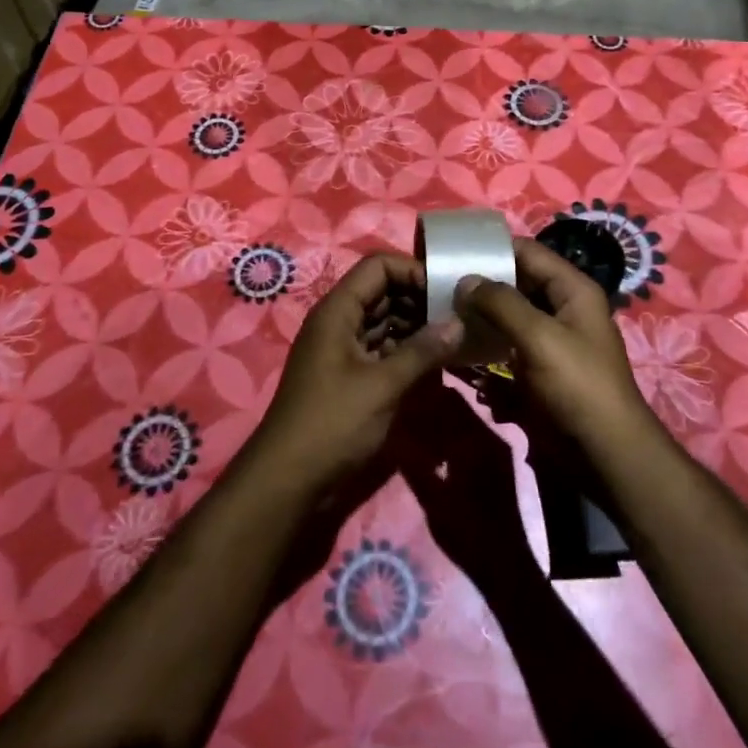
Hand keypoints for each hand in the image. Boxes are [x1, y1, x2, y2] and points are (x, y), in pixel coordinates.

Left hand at [249, 252, 463, 494]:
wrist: (288, 481)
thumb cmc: (333, 424)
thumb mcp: (382, 385)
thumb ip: (422, 351)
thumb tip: (459, 323)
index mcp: (338, 311)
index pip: (378, 266)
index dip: (413, 271)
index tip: (447, 292)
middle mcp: (339, 322)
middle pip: (383, 291)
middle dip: (420, 300)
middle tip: (459, 317)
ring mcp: (343, 350)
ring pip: (385, 322)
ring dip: (417, 327)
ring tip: (454, 339)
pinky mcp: (350, 377)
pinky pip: (382, 350)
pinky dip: (407, 352)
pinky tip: (435, 364)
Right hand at [394, 379, 540, 595]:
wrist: (507, 566)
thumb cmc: (467, 535)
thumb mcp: (433, 501)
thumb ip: (414, 463)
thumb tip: (393, 432)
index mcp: (474, 439)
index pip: (446, 399)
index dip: (422, 394)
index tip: (400, 391)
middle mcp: (489, 434)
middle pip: (456, 404)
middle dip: (430, 402)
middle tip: (403, 404)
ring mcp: (497, 446)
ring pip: (464, 417)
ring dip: (441, 416)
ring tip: (414, 422)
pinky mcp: (499, 460)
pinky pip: (473, 432)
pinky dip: (453, 432)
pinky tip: (435, 444)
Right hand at [454, 238, 652, 448]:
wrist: (604, 452)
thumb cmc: (577, 385)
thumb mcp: (539, 337)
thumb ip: (501, 303)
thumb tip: (465, 280)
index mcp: (572, 290)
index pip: (528, 252)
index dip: (493, 249)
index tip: (452, 252)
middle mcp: (563, 308)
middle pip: (517, 283)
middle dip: (482, 284)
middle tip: (438, 285)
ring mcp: (551, 340)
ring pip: (510, 316)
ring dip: (481, 316)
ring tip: (442, 313)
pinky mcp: (540, 368)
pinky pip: (508, 346)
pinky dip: (487, 345)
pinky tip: (459, 347)